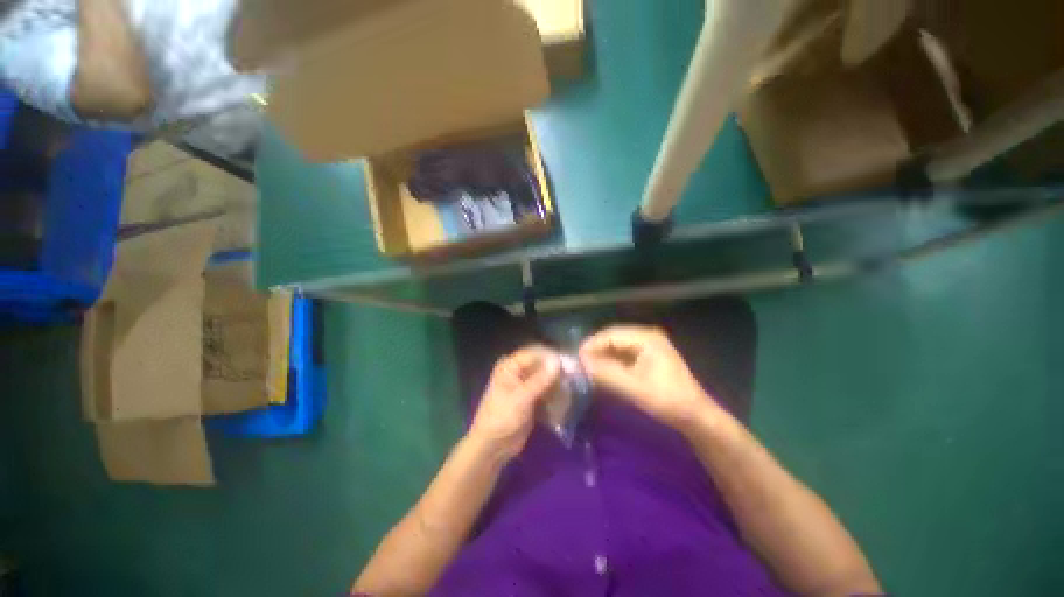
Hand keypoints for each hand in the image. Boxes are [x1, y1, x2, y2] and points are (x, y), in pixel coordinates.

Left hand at [468, 345, 560, 461]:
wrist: (492, 447)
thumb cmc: (501, 418)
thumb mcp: (521, 398)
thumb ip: (540, 380)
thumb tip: (558, 362)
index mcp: (510, 366)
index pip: (535, 353)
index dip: (551, 357)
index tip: (569, 364)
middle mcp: (518, 371)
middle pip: (541, 365)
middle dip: (556, 371)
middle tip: (573, 378)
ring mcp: (525, 385)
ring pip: (545, 378)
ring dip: (557, 384)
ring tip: (571, 390)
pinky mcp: (531, 398)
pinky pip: (546, 390)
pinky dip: (554, 394)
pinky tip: (565, 399)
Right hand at [579, 325, 724, 431]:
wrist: (694, 416)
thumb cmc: (666, 400)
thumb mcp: (633, 387)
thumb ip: (606, 373)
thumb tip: (581, 362)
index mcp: (646, 338)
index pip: (610, 335)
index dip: (591, 345)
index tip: (576, 358)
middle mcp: (647, 335)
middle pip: (613, 337)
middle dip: (596, 349)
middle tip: (579, 363)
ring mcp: (648, 345)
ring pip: (617, 345)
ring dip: (603, 355)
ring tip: (588, 367)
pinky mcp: (648, 355)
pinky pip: (624, 353)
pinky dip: (612, 361)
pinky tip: (603, 370)